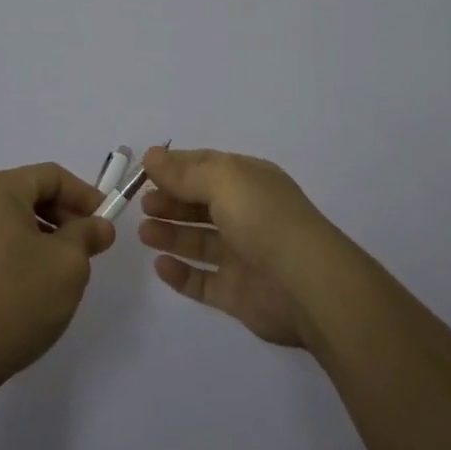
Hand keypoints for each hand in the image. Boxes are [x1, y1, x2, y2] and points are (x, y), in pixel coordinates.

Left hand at [0, 163, 115, 395]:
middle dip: (64, 216)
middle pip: (29, 194)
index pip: (51, 176)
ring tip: (63, 267)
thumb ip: (87, 235)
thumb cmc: (18, 299)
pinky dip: (19, 250)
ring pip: (11, 219)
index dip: (84, 195)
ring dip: (43, 234)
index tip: (105, 221)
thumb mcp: (68, 264)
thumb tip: (99, 226)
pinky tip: (33, 282)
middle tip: (89, 246)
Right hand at [138, 147, 348, 348]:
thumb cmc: (264, 219)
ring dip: (170, 234)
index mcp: (249, 181)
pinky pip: (203, 281)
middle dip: (170, 201)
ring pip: (199, 241)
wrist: (307, 285)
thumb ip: (184, 172)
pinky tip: (160, 265)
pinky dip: (180, 274)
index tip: (144, 171)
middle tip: (142, 204)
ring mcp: (243, 255)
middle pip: (200, 204)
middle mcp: (247, 214)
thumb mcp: (223, 181)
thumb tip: (151, 156)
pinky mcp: (238, 293)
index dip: (175, 168)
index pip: (206, 167)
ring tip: (144, 232)